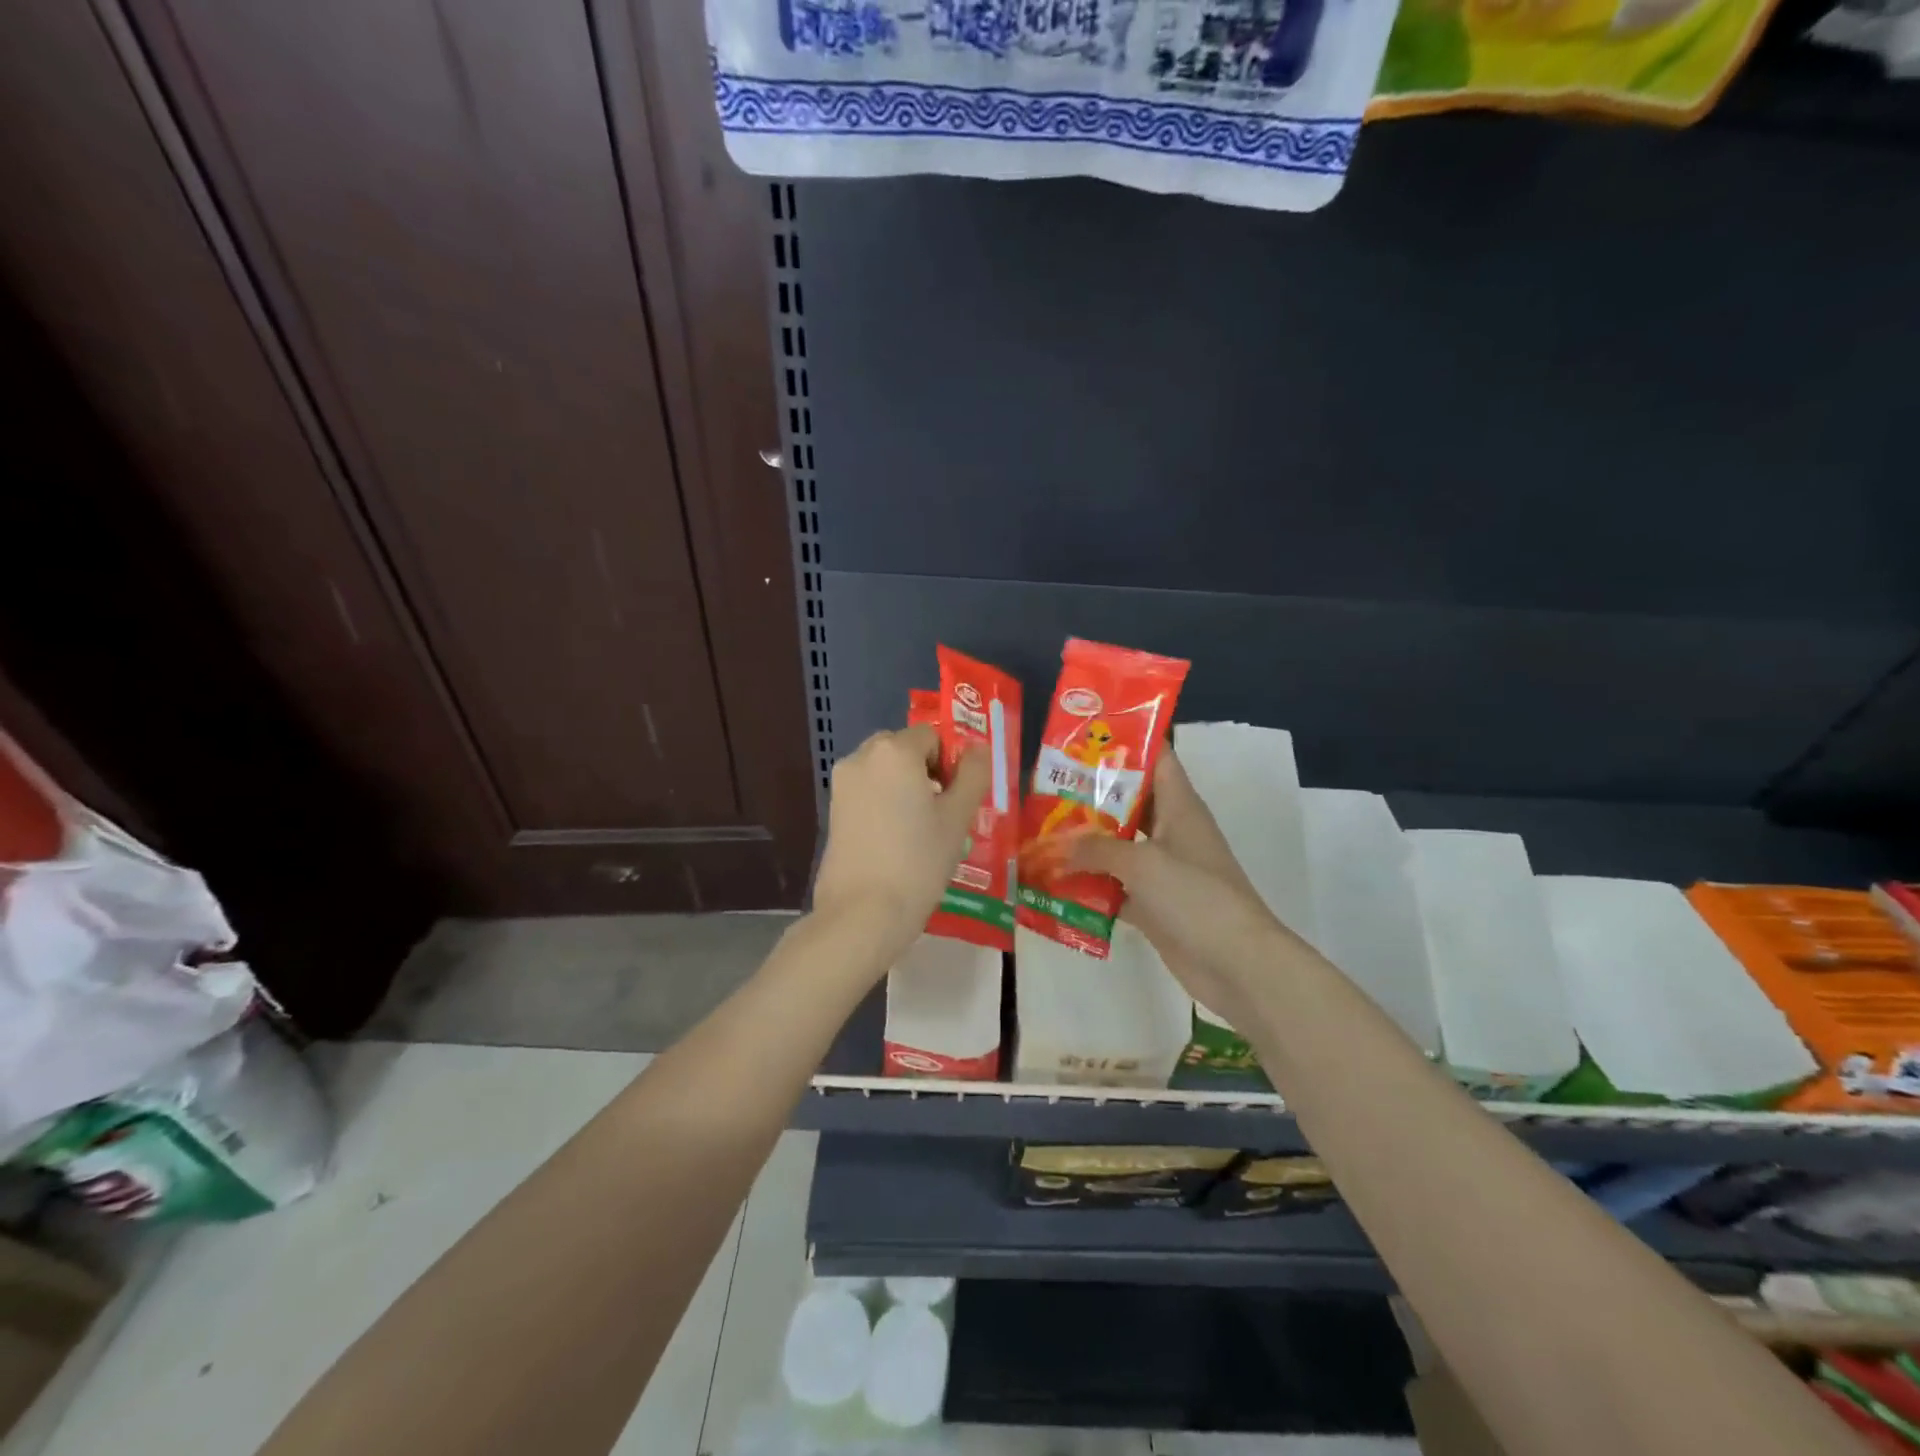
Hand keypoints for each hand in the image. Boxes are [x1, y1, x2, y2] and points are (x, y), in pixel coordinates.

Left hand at [811, 724, 990, 950]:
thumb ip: (973, 775)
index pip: (932, 736)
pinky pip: (867, 794)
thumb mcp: (957, 818)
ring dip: (905, 789)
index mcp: (894, 751)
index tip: (958, 800)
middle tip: (942, 814)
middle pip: (904, 750)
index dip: (951, 763)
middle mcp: (861, 757)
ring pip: (884, 772)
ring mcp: (841, 785)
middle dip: (926, 773)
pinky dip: (884, 805)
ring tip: (920, 832)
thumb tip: (978, 749)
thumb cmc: (917, 861)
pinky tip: (895, 842)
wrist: (862, 914)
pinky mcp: (832, 811)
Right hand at [1070, 752, 1288, 1021]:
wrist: (1237, 965)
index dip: (1126, 742)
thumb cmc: (1196, 898)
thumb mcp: (1142, 863)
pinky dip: (1089, 883)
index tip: (1083, 735)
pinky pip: (1115, 885)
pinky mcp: (1154, 905)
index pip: (1156, 759)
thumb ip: (1096, 848)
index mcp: (1179, 807)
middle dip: (1089, 794)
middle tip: (1044, 785)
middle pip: (1128, 801)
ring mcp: (1162, 870)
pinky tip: (1054, 881)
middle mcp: (1171, 832)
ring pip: (1118, 845)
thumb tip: (1055, 844)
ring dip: (1084, 842)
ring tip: (1040, 830)